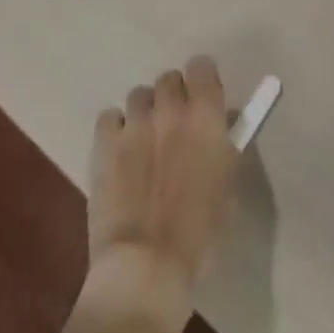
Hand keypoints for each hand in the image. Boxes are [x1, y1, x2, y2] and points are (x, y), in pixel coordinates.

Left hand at [84, 57, 237, 319]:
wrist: (146, 265)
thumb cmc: (199, 232)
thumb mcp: (228, 184)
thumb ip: (224, 144)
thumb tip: (221, 124)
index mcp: (206, 116)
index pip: (202, 67)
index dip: (202, 80)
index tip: (203, 97)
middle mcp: (171, 109)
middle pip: (169, 78)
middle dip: (173, 96)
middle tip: (174, 125)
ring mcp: (135, 124)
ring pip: (138, 96)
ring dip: (145, 112)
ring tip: (144, 141)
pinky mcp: (105, 144)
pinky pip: (109, 117)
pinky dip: (115, 129)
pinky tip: (119, 152)